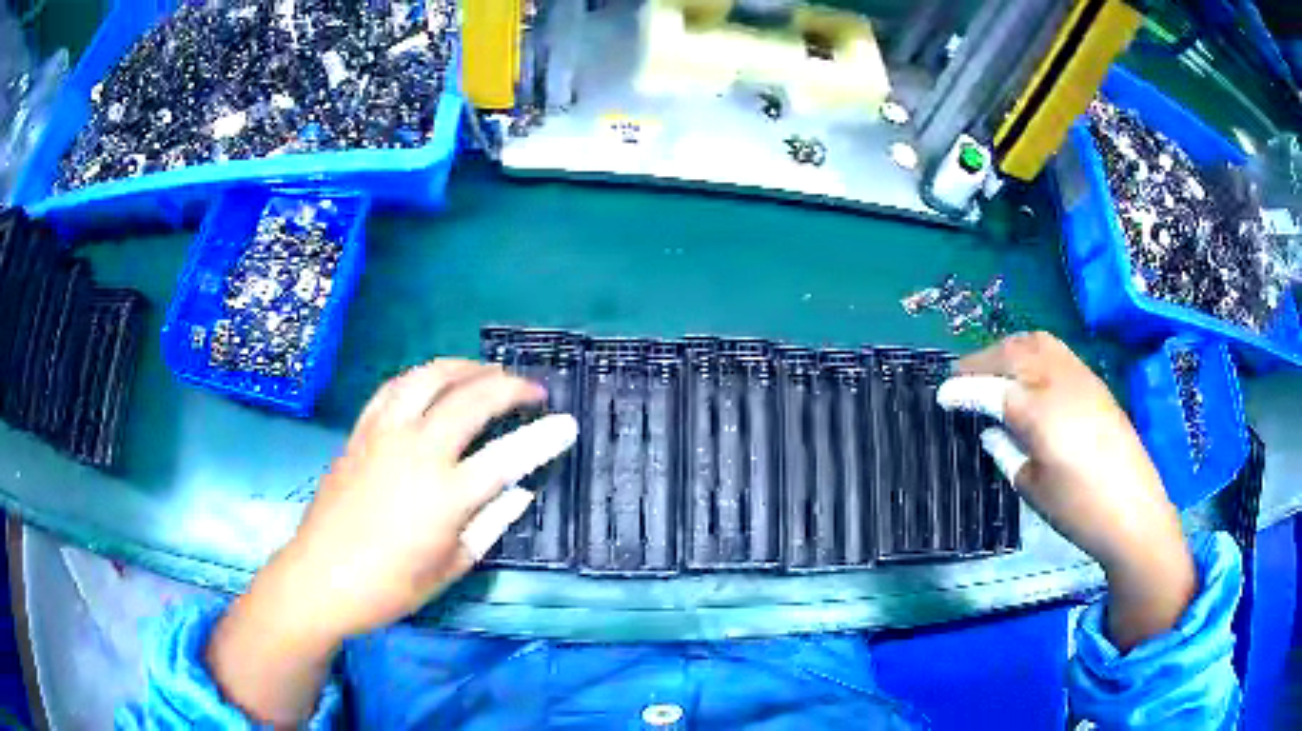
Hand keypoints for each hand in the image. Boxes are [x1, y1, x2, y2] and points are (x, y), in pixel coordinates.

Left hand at [207, 360, 577, 724]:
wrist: (321, 577)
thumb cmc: (389, 586)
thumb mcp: (450, 567)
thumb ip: (490, 524)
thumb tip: (519, 492)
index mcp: (445, 495)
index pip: (508, 456)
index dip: (544, 437)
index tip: (568, 423)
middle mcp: (416, 452)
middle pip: (470, 399)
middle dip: (508, 386)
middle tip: (531, 389)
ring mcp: (384, 436)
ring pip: (428, 378)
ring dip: (464, 368)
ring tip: (486, 372)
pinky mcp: (360, 432)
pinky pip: (392, 388)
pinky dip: (420, 376)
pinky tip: (432, 381)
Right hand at [937, 332, 1194, 650]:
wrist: (1133, 511)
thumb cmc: (1079, 509)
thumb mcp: (1033, 488)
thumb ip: (1007, 452)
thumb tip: (992, 431)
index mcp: (1038, 411)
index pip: (989, 389)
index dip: (961, 390)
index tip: (940, 396)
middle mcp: (1057, 380)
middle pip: (1012, 352)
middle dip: (981, 360)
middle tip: (960, 377)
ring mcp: (1080, 376)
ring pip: (1036, 342)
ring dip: (1008, 349)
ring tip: (993, 367)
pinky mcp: (1094, 382)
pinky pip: (1056, 351)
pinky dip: (1033, 352)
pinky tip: (1029, 375)